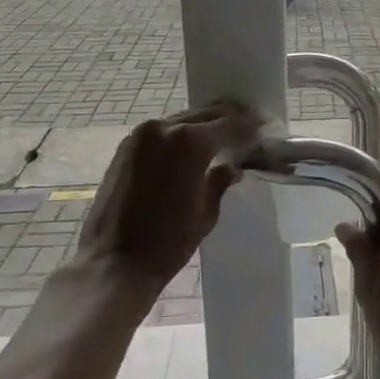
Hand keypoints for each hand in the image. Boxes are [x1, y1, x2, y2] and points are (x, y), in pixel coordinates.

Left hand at [72, 101, 262, 307]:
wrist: (113, 264)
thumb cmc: (167, 243)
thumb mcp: (205, 213)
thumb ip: (220, 181)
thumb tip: (232, 166)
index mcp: (190, 143)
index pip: (231, 125)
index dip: (251, 126)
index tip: (266, 127)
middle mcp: (165, 128)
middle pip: (206, 114)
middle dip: (229, 120)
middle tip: (249, 127)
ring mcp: (141, 135)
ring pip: (183, 120)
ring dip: (204, 125)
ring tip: (223, 136)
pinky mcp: (126, 146)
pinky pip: (162, 132)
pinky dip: (180, 134)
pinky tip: (192, 147)